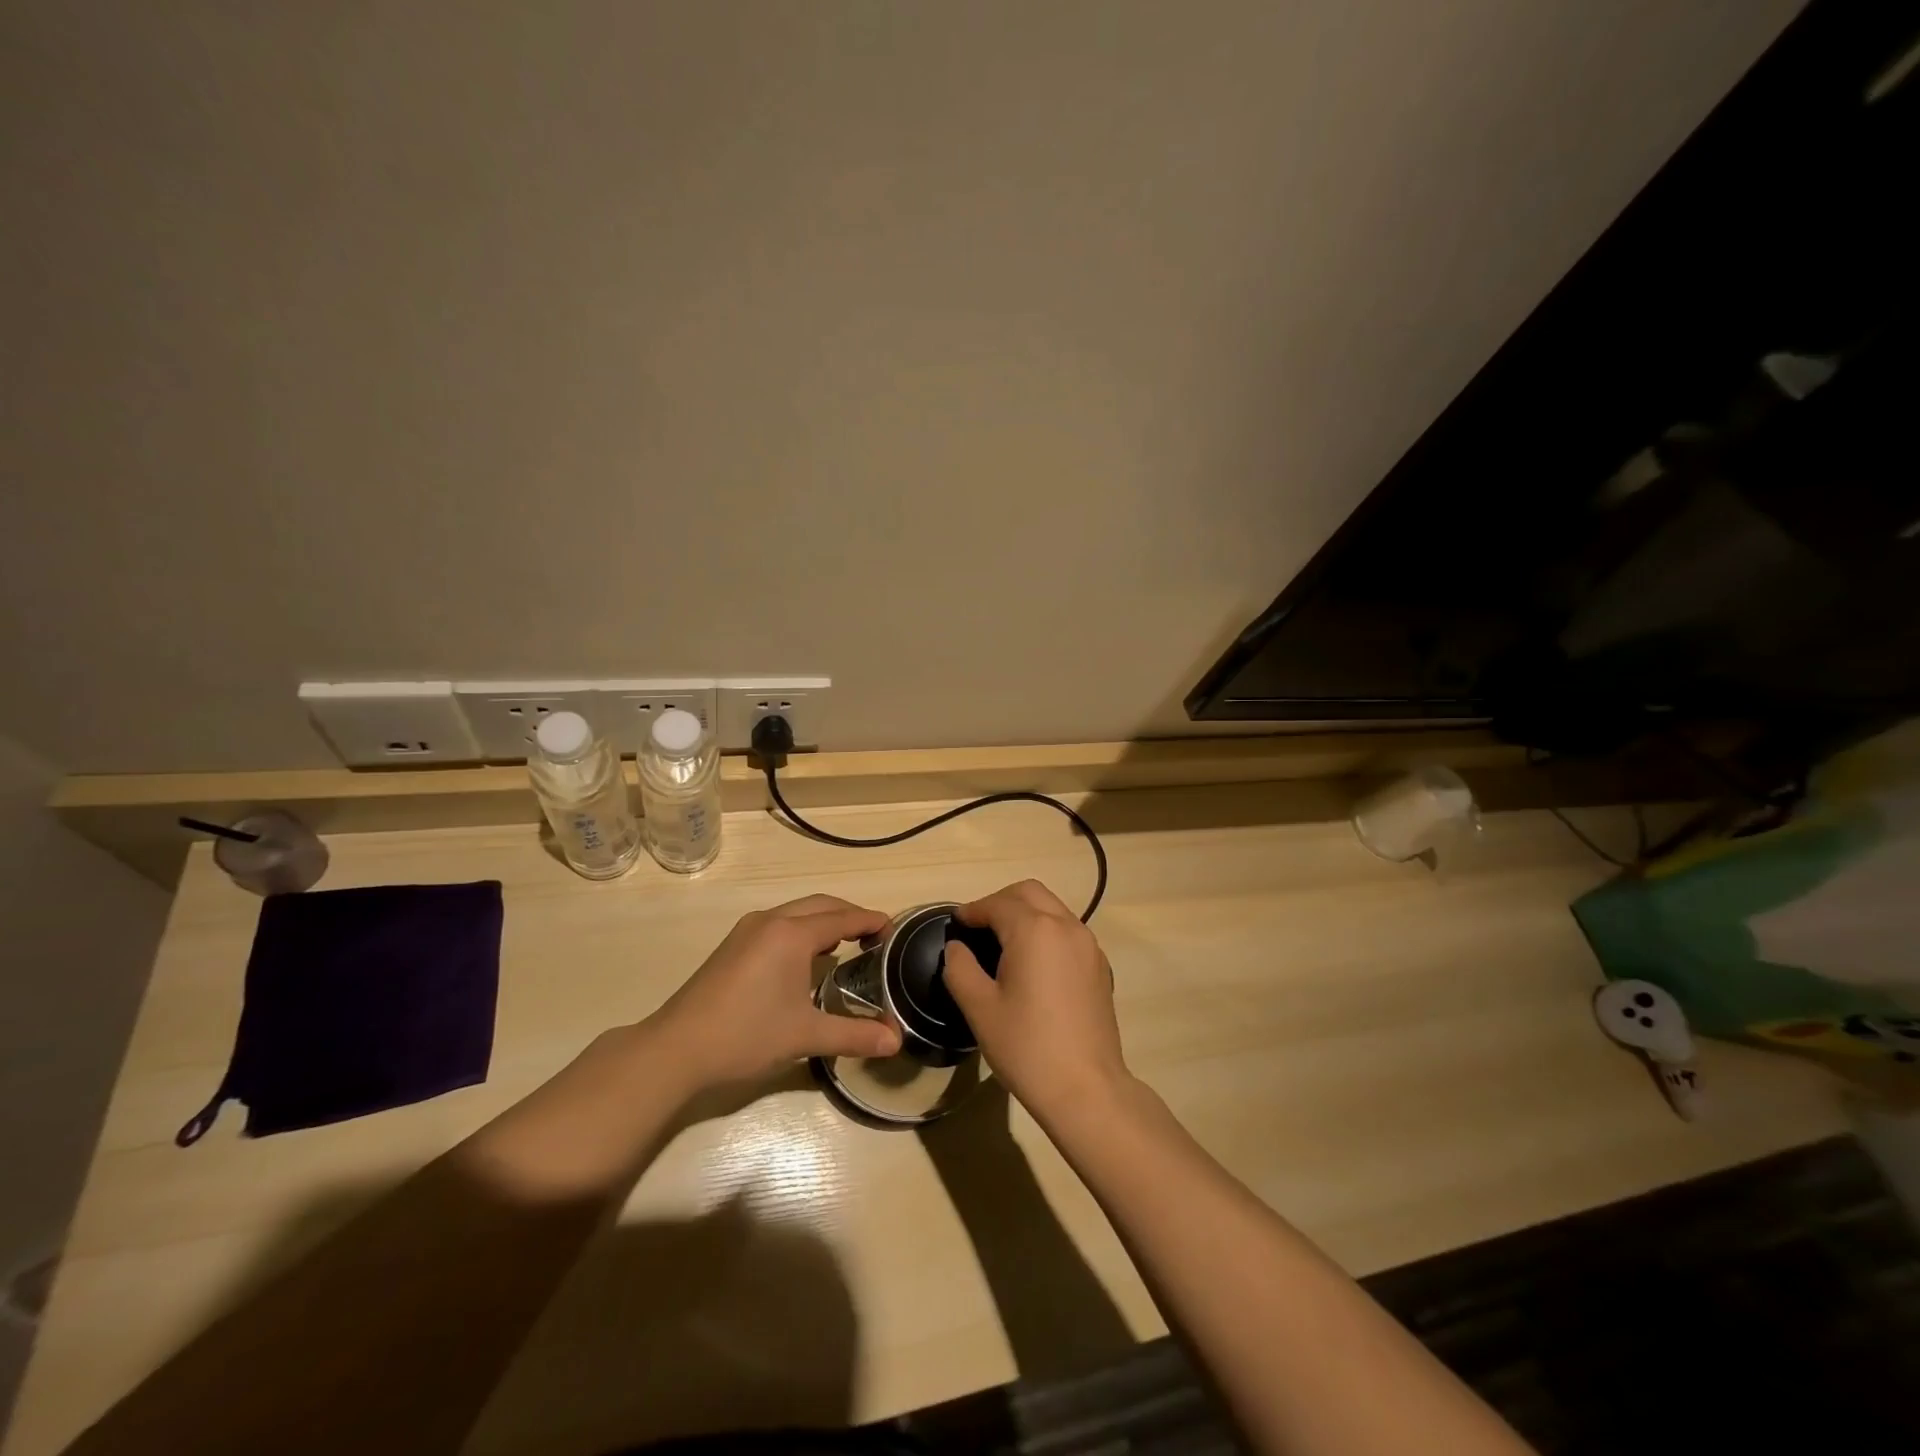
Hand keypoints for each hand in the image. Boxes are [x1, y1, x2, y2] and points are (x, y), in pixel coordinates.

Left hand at [646, 895, 902, 1094]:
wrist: (675, 1049)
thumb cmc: (746, 1035)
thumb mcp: (805, 1036)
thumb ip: (854, 1034)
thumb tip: (896, 1041)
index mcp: (792, 934)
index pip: (844, 918)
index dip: (872, 921)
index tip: (894, 931)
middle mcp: (771, 921)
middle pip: (822, 905)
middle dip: (851, 915)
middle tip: (874, 937)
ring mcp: (748, 930)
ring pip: (797, 911)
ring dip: (824, 920)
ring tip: (845, 945)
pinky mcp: (733, 944)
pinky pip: (779, 923)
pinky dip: (802, 929)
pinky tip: (805, 958)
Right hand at [942, 879, 1129, 1118]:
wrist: (1086, 1089)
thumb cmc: (1026, 1047)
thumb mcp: (979, 1008)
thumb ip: (960, 968)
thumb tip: (957, 947)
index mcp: (1034, 930)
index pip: (997, 904)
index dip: (973, 910)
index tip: (955, 922)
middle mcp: (1066, 926)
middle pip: (1029, 892)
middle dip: (1000, 901)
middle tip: (978, 926)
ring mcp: (1088, 945)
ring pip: (1052, 907)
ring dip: (1025, 913)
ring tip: (1002, 942)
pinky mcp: (1100, 965)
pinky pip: (1067, 930)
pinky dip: (1046, 930)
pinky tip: (1032, 962)